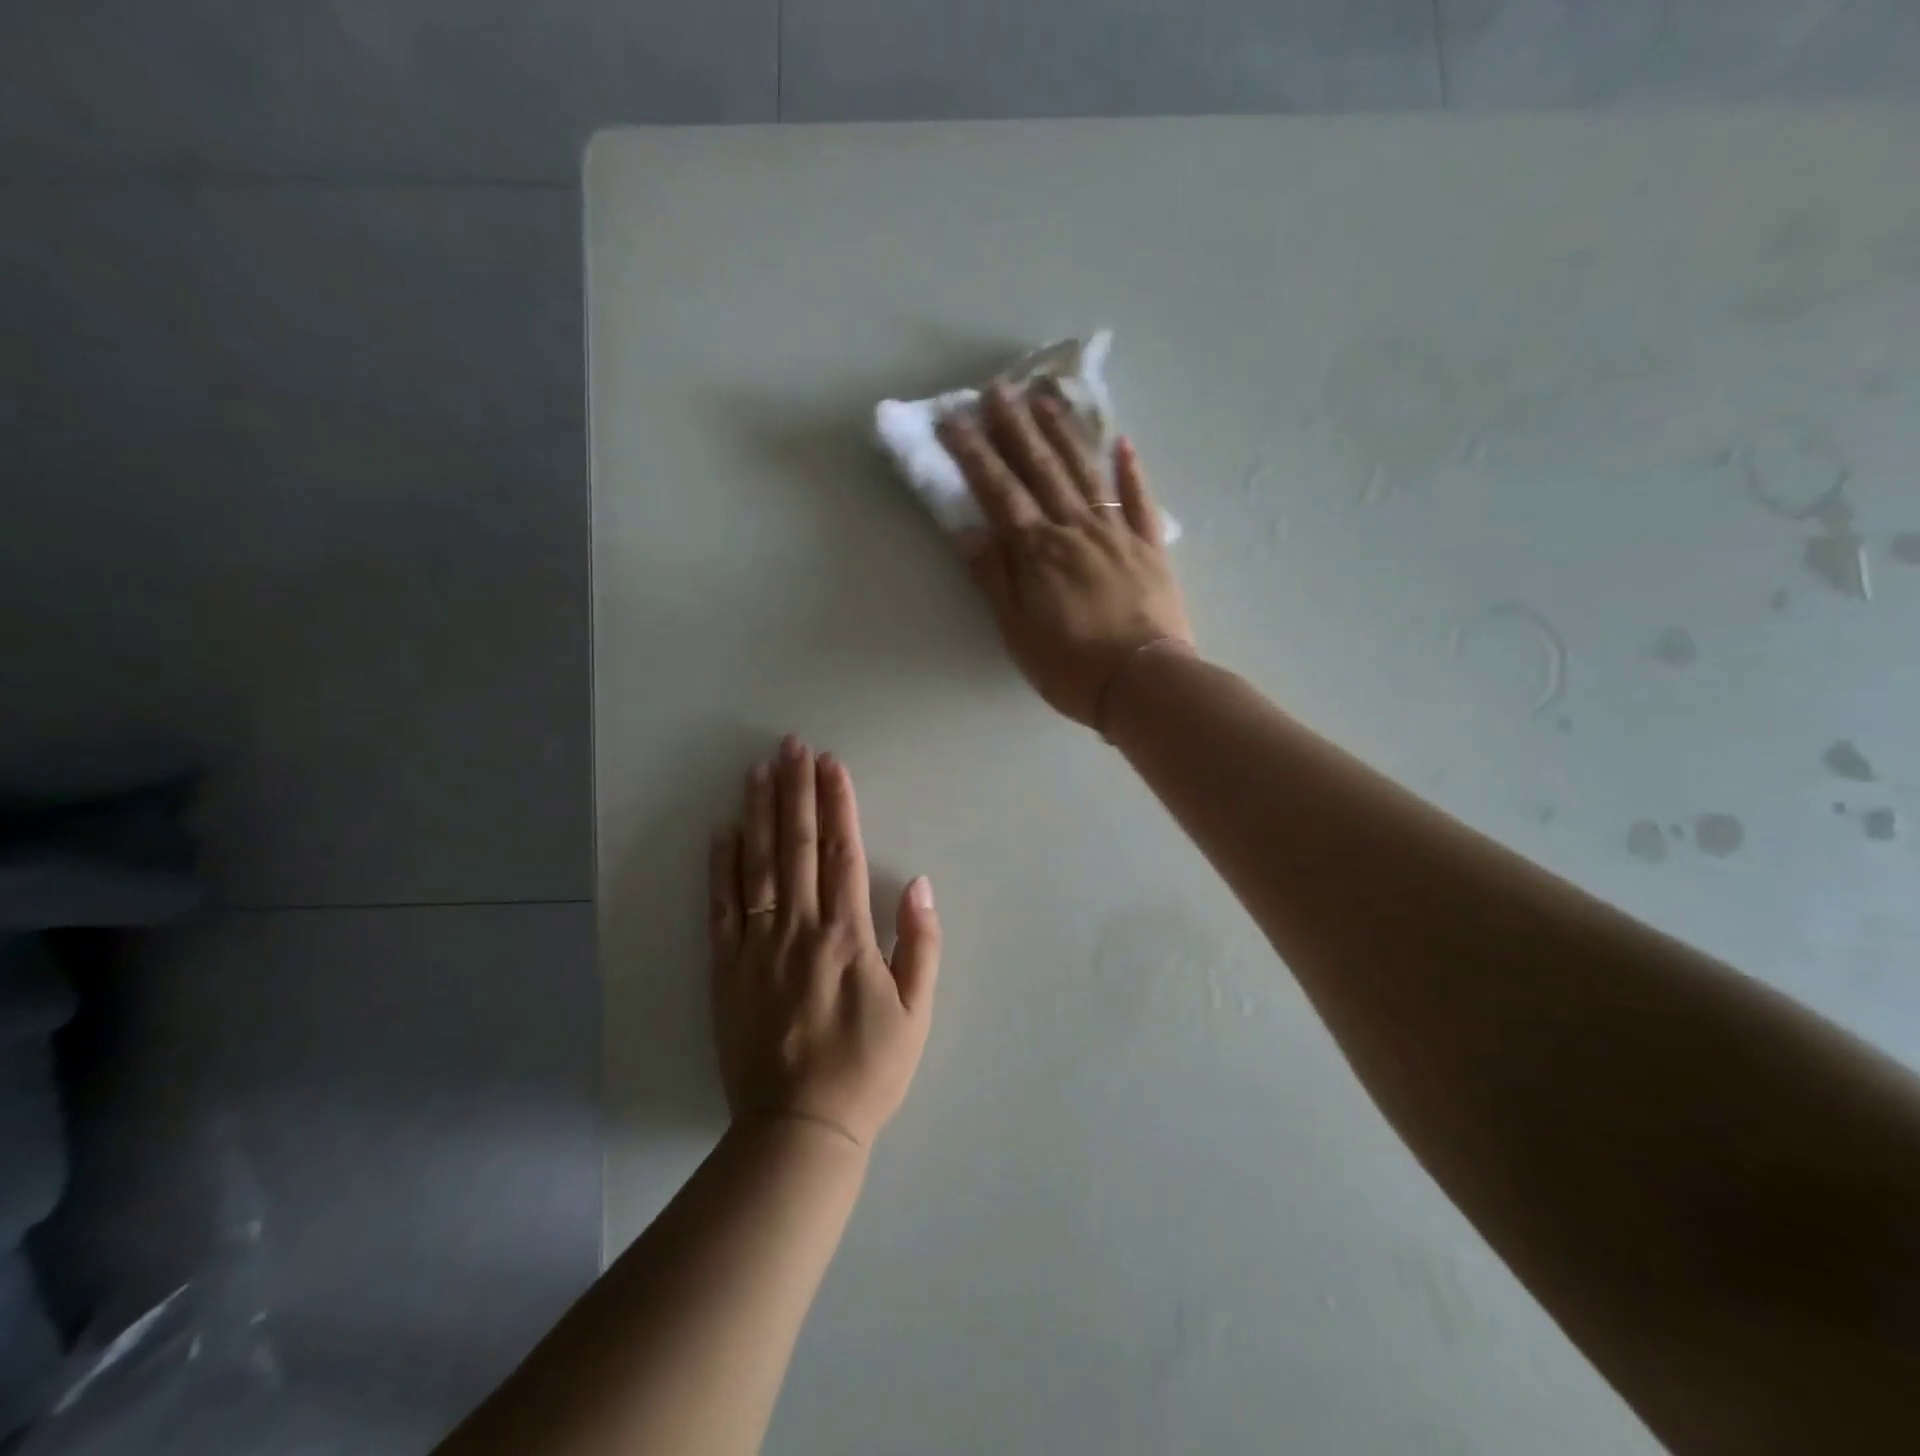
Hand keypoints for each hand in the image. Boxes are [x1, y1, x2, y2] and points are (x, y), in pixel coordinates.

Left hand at [708, 737, 940, 1150]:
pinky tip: (723, 831)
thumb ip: (921, 944)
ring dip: (759, 813)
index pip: (842, 852)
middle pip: (797, 845)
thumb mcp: (917, 1013)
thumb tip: (919, 883)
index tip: (830, 763)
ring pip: (757, 865)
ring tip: (758, 770)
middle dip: (795, 790)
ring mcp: (756, 946)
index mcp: (847, 935)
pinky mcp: (725, 968)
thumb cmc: (868, 1069)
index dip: (837, 803)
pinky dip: (721, 866)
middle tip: (791, 745)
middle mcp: (799, 928)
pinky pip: (722, 906)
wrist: (799, 1128)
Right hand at [938, 383, 1192, 728]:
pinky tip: (1123, 442)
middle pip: (1042, 469)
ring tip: (1047, 398)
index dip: (975, 453)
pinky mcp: (1150, 546)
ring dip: (1065, 433)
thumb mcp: (1016, 630)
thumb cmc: (1070, 666)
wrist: (1143, 683)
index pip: (999, 491)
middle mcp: (1076, 529)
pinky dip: (1131, 470)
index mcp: (1039, 550)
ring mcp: (1117, 533)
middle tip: (1000, 388)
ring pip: (1086, 472)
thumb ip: (993, 577)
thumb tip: (966, 529)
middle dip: (1017, 427)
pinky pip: (1140, 500)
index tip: (955, 418)